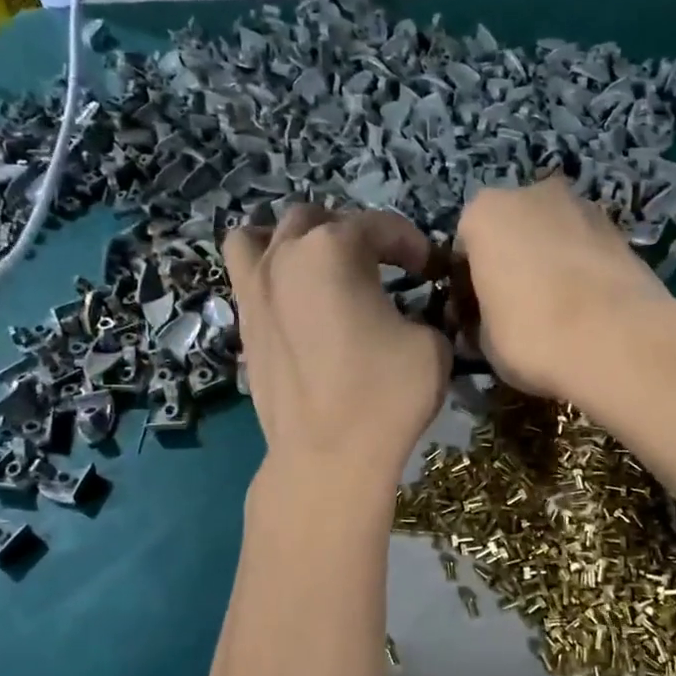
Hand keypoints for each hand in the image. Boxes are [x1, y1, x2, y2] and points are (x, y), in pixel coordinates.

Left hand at [225, 206, 450, 483]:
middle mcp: (286, 256)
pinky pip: (245, 274)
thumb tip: (409, 314)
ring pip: (263, 236)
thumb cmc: (385, 395)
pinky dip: (267, 271)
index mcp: (334, 249)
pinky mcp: (243, 323)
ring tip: (319, 267)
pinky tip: (292, 298)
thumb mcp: (432, 344)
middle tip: (382, 268)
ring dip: (295, 241)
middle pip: (319, 220)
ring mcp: (256, 288)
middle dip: (355, 234)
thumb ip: (421, 311)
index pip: (381, 226)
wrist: (327, 455)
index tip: (430, 270)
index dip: (413, 244)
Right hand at [455, 177, 675, 402]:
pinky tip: (585, 309)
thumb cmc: (531, 335)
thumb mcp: (483, 340)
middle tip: (513, 311)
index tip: (474, 318)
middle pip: (510, 231)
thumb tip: (483, 325)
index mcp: (484, 213)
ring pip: (550, 236)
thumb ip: (478, 320)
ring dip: (546, 263)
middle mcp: (531, 194)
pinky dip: (579, 270)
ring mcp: (582, 205)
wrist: (618, 341)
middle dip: (509, 264)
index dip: (466, 287)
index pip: (463, 249)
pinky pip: (584, 249)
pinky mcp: (620, 229)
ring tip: (554, 311)